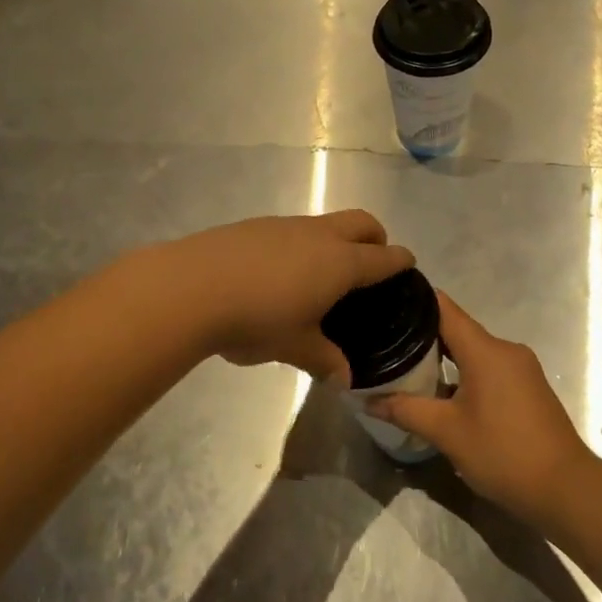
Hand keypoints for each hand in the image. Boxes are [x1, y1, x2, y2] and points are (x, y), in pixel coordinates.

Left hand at [158, 210, 414, 381]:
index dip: (400, 261)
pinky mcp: (255, 225)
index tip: (408, 265)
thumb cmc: (257, 319)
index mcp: (340, 263)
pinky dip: (302, 244)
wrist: (192, 286)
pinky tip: (280, 273)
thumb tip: (344, 378)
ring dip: (335, 240)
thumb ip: (324, 359)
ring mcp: (286, 225)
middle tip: (371, 263)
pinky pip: (293, 229)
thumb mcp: (294, 346)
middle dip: (375, 238)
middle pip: (361, 222)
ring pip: (325, 223)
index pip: (383, 257)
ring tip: (322, 274)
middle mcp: (319, 235)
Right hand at [371, 293, 597, 527]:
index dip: (414, 301)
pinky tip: (442, 393)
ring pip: (473, 351)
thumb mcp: (447, 432)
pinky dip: (464, 373)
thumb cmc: (503, 453)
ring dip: (443, 359)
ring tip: (406, 368)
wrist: (566, 489)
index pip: (444, 308)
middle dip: (422, 335)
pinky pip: (488, 368)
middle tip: (385, 343)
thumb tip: (367, 400)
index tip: (383, 301)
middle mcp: (505, 349)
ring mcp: (521, 368)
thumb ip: (406, 410)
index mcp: (486, 350)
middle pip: (457, 329)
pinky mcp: (528, 387)